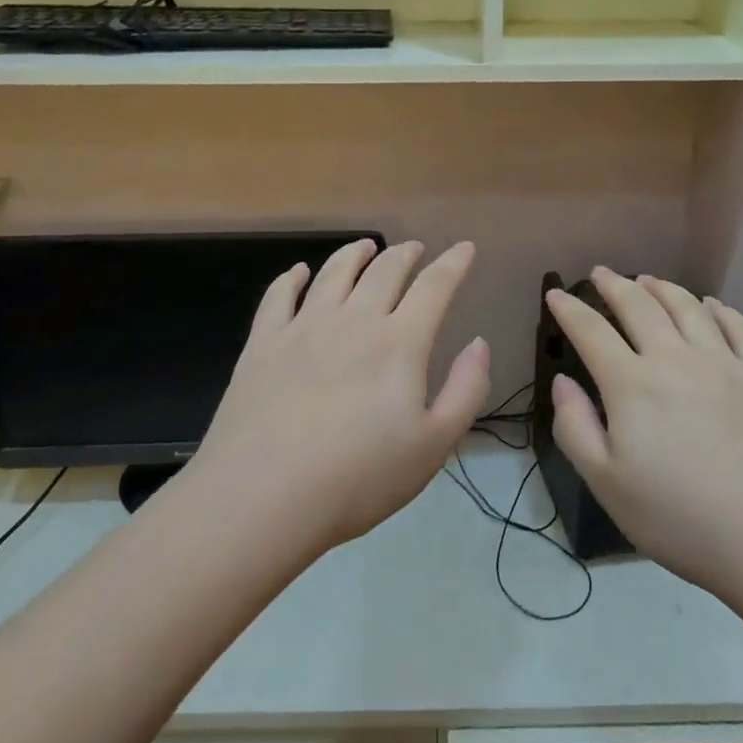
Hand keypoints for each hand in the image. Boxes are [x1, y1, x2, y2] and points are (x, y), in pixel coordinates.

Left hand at [194, 239, 492, 552]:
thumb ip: (466, 390)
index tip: (464, 248)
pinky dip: (293, 278)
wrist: (262, 497)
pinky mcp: (263, 343)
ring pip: (334, 272)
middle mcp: (353, 320)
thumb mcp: (433, 446)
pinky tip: (299, 273)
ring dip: (354, 253)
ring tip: (365, 246)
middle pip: (385, 270)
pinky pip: (279, 296)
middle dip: (405, 253)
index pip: (434, 287)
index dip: (453, 263)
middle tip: (414, 248)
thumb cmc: (358, 478)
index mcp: (399, 343)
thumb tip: (479, 342)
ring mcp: (304, 327)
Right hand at [546, 268, 742, 596]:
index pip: (591, 331)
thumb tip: (563, 381)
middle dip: (614, 285)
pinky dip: (720, 309)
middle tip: (601, 273)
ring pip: (687, 307)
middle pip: (639, 306)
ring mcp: (725, 362)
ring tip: (648, 280)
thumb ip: (575, 428)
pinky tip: (712, 305)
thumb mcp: (607, 485)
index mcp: (632, 384)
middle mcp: (675, 358)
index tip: (555, 294)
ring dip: (662, 288)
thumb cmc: (682, 518)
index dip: (570, 309)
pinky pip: (739, 326)